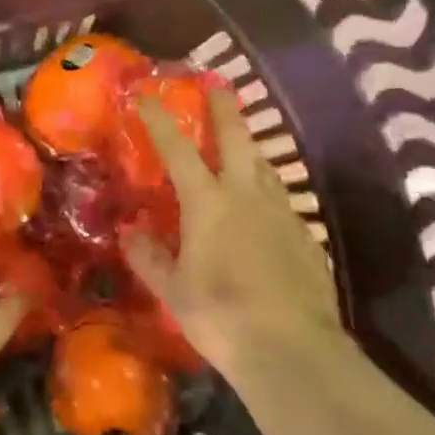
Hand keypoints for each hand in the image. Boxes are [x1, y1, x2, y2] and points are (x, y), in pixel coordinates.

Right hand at [122, 87, 348, 383]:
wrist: (292, 350)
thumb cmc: (221, 316)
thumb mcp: (173, 290)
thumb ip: (149, 256)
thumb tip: (129, 231)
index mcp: (207, 203)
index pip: (177, 149)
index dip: (159, 119)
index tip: (146, 93)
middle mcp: (246, 195)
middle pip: (235, 138)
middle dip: (223, 108)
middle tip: (217, 84)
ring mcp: (281, 212)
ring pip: (264, 165)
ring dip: (249, 147)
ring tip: (240, 143)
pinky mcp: (304, 234)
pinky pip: (281, 198)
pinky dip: (266, 188)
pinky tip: (263, 205)